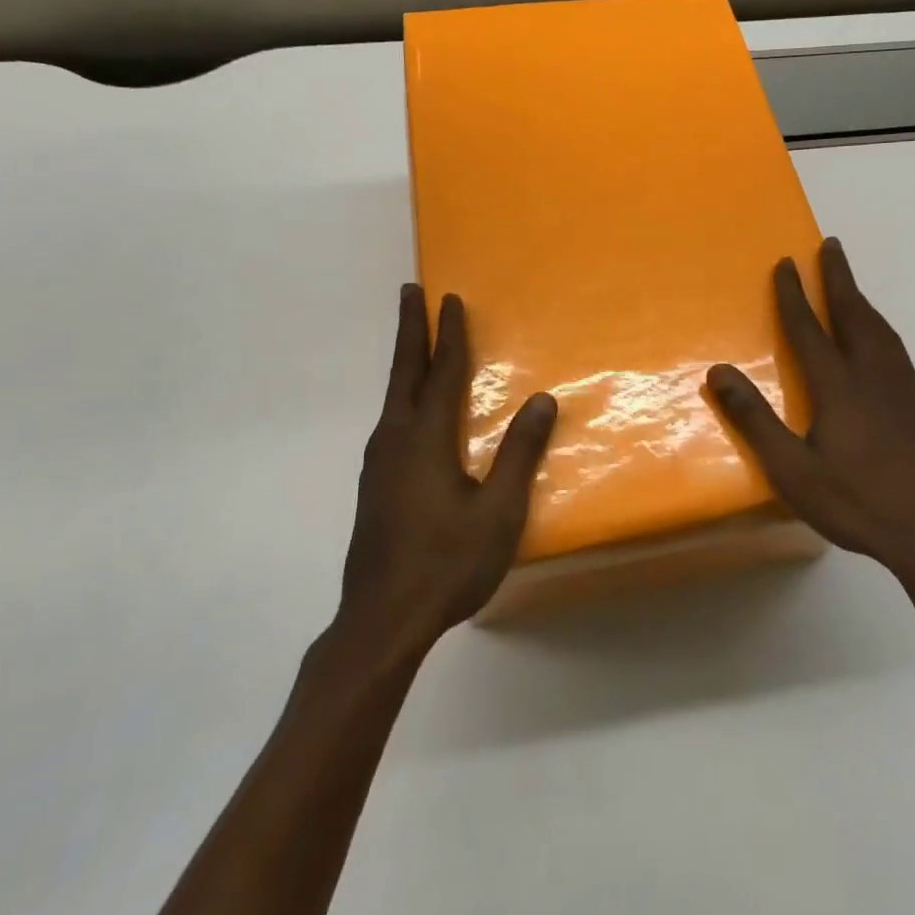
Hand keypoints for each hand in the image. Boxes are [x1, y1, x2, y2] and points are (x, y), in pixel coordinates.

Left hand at [339, 286, 556, 653]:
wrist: (381, 622)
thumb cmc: (446, 564)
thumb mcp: (497, 513)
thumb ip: (519, 454)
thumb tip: (540, 400)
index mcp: (425, 440)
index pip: (442, 372)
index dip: (449, 334)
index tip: (450, 298)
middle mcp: (394, 440)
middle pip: (403, 372)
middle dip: (408, 329)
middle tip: (408, 292)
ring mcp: (377, 464)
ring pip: (392, 397)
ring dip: (404, 362)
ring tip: (413, 343)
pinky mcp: (373, 485)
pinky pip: (390, 421)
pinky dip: (402, 395)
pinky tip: (410, 413)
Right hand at [707, 239, 914, 578]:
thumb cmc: (855, 502)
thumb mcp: (791, 469)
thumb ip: (754, 418)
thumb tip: (718, 371)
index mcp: (839, 386)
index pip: (809, 328)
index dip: (794, 294)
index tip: (786, 262)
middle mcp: (875, 376)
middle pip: (855, 315)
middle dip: (839, 278)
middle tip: (831, 245)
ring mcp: (908, 390)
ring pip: (883, 333)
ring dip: (863, 304)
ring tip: (852, 288)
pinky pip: (901, 359)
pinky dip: (884, 339)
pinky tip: (884, 354)